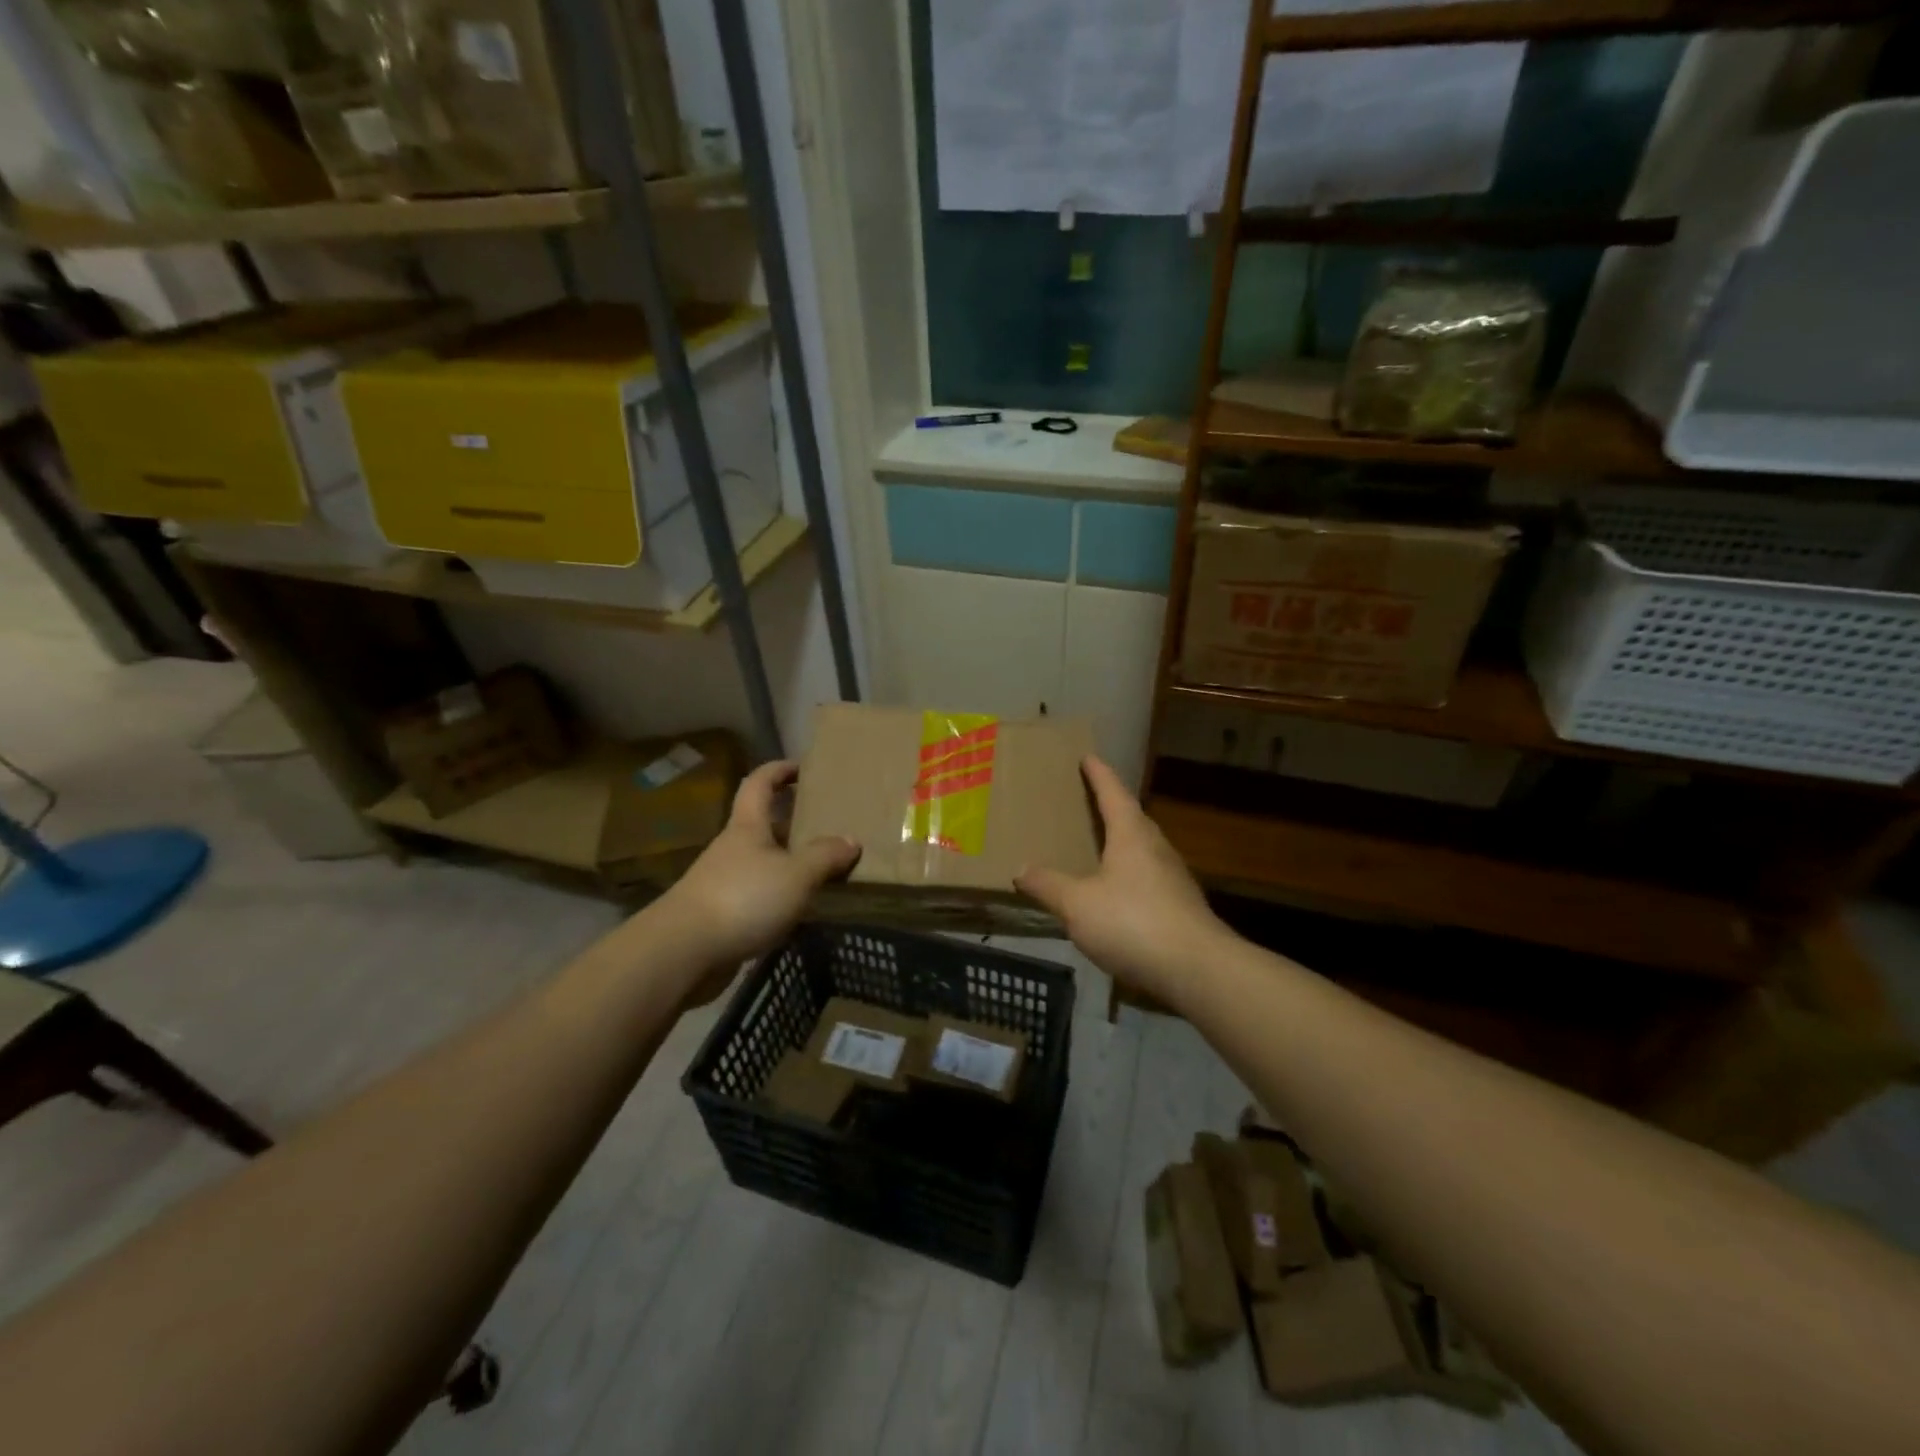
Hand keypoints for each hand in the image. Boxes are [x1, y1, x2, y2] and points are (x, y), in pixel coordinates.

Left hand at [657, 760, 859, 998]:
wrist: (683, 951)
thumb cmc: (743, 898)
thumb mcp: (796, 875)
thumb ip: (825, 857)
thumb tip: (851, 840)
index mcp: (748, 826)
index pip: (759, 783)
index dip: (779, 770)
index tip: (802, 768)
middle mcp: (732, 848)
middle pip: (762, 824)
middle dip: (791, 821)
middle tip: (826, 824)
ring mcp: (723, 881)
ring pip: (761, 861)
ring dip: (787, 862)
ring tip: (822, 870)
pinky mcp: (720, 913)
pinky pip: (756, 894)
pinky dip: (778, 895)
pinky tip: (799, 909)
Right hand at [1015, 756, 1229, 1007]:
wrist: (1197, 969)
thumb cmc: (1133, 923)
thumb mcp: (1078, 905)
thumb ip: (1048, 885)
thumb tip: (1020, 868)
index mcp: (1131, 835)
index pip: (1113, 793)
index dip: (1099, 774)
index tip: (1088, 757)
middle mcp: (1156, 848)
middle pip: (1132, 818)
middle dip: (1110, 807)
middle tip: (1086, 802)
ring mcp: (1173, 878)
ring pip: (1143, 849)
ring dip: (1122, 842)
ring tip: (1097, 846)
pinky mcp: (1180, 906)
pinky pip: (1148, 877)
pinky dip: (1129, 875)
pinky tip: (1115, 893)